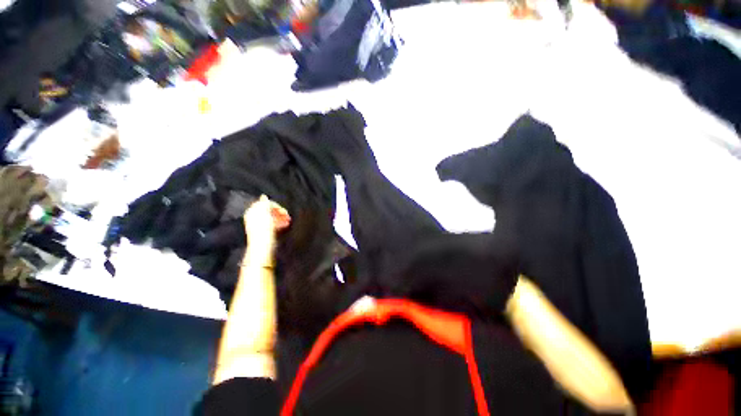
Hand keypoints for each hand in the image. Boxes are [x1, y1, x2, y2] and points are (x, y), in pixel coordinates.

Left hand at [244, 195, 290, 260]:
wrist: (262, 247)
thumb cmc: (264, 229)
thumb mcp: (265, 214)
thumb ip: (265, 204)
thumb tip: (264, 196)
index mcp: (252, 212)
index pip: (265, 204)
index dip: (275, 205)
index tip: (284, 210)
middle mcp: (254, 217)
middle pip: (269, 211)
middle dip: (279, 212)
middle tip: (288, 215)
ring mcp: (259, 225)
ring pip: (272, 218)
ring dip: (281, 218)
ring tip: (288, 221)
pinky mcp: (264, 232)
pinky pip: (272, 224)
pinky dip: (279, 223)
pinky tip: (285, 225)